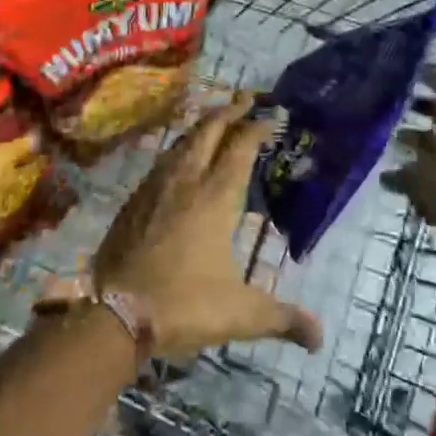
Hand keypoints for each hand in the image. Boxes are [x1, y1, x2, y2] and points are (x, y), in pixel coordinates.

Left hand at [93, 96, 322, 359]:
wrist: (116, 313)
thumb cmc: (185, 305)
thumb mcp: (241, 314)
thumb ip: (282, 318)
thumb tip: (319, 337)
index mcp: (216, 198)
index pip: (240, 148)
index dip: (257, 128)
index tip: (272, 115)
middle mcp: (186, 182)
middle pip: (208, 131)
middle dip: (228, 110)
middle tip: (245, 98)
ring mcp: (155, 188)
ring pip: (181, 142)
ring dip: (201, 126)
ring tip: (215, 120)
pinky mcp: (134, 201)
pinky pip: (161, 161)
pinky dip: (177, 149)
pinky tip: (178, 159)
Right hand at [382, 69, 435, 242]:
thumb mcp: (418, 175)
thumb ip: (401, 173)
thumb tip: (384, 167)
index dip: (433, 76)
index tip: (413, 71)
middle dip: (421, 108)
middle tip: (398, 105)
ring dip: (419, 137)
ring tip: (395, 139)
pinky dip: (422, 165)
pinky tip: (396, 176)